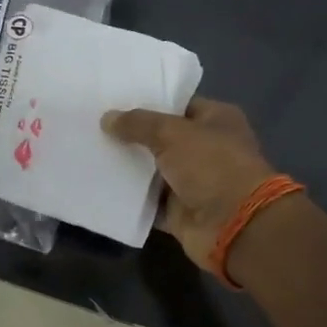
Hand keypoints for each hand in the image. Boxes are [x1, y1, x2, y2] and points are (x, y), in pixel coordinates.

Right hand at [101, 98, 279, 267]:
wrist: (234, 225)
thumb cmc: (211, 165)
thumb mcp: (171, 133)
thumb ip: (138, 124)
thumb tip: (107, 118)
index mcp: (216, 120)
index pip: (178, 105)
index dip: (149, 102)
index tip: (115, 101)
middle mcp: (207, 148)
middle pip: (162, 138)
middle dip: (133, 135)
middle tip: (95, 125)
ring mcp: (194, 182)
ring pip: (153, 171)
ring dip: (128, 167)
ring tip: (91, 152)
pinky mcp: (180, 211)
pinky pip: (148, 201)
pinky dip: (130, 198)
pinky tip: (101, 185)